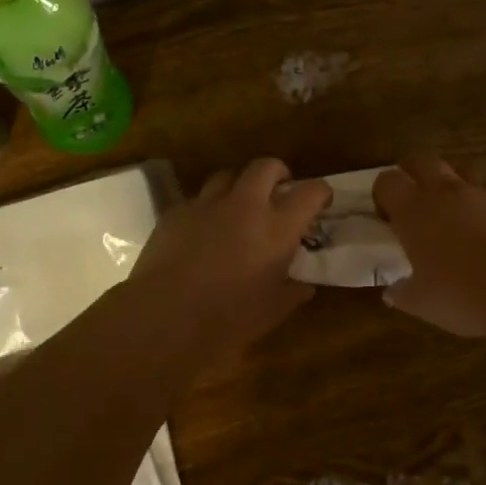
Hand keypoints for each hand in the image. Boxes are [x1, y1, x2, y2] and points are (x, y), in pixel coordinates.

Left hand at [128, 158, 332, 360]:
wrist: (165, 316)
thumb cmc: (228, 318)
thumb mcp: (273, 311)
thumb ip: (293, 291)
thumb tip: (303, 284)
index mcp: (277, 227)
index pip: (311, 191)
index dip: (320, 193)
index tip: (320, 203)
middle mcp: (245, 204)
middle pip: (266, 166)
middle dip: (277, 174)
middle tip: (278, 193)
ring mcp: (206, 204)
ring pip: (227, 175)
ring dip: (239, 187)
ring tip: (238, 209)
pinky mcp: (175, 212)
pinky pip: (197, 200)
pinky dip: (207, 209)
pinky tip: (202, 231)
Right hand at [373, 155, 485, 336]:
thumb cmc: (461, 293)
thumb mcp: (421, 302)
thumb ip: (402, 293)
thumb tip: (392, 293)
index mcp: (414, 211)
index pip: (387, 181)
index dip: (383, 194)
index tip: (386, 217)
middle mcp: (445, 193)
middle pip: (422, 161)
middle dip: (413, 173)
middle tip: (412, 199)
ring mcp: (481, 197)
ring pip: (459, 174)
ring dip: (450, 188)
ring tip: (450, 218)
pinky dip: (480, 211)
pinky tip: (484, 240)